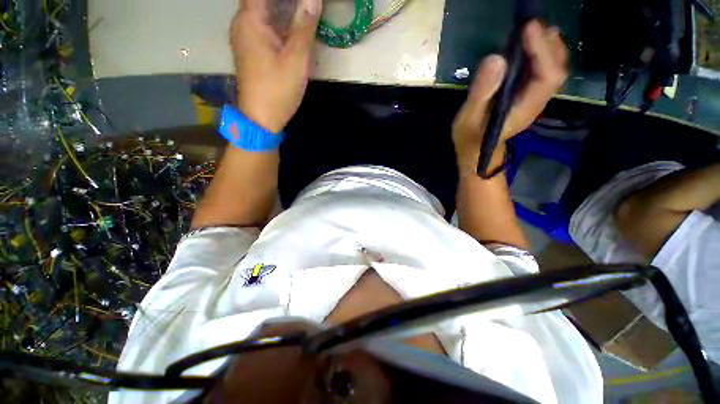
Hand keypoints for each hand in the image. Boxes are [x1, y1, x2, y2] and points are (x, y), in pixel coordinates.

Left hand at [231, 0, 321, 132]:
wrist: (261, 118)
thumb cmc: (277, 89)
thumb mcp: (295, 59)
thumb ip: (304, 27)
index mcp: (250, 20)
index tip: (302, 1)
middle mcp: (242, 23)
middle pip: (261, 1)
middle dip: (285, 2)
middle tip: (306, 7)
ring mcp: (245, 38)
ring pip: (262, 12)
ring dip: (281, 8)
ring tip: (302, 12)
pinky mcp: (250, 51)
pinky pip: (263, 26)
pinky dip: (277, 22)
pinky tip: (292, 28)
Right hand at [452, 20, 567, 175]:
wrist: (475, 153)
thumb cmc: (470, 139)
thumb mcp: (468, 119)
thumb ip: (481, 93)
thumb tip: (496, 59)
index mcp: (523, 108)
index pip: (546, 76)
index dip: (541, 50)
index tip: (528, 28)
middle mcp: (535, 102)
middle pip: (556, 69)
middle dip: (549, 44)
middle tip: (531, 23)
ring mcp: (533, 99)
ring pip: (553, 69)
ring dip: (548, 46)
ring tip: (533, 29)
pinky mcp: (527, 96)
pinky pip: (543, 72)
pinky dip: (541, 54)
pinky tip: (531, 44)